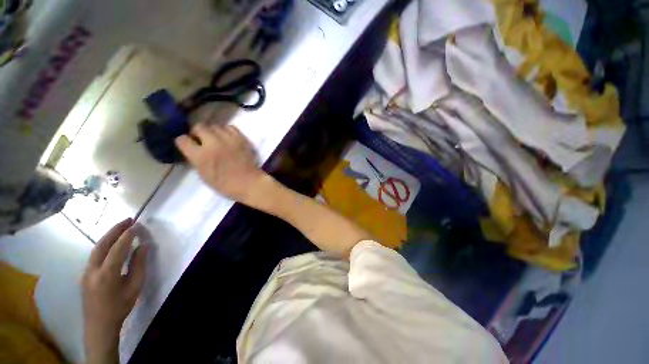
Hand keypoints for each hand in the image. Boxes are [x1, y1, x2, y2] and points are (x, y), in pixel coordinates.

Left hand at [82, 219, 148, 363]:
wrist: (99, 325)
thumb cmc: (120, 306)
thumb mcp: (134, 287)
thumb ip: (139, 265)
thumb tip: (144, 246)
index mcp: (107, 274)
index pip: (118, 248)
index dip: (128, 235)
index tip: (138, 225)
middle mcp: (92, 269)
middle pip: (102, 244)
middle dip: (115, 230)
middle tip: (128, 220)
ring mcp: (86, 272)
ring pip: (96, 248)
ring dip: (109, 236)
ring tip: (121, 227)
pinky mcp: (84, 274)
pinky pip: (94, 255)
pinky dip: (104, 245)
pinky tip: (111, 244)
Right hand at [175, 123, 267, 202]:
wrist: (250, 183)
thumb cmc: (226, 185)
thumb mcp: (204, 176)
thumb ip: (197, 160)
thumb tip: (194, 150)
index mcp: (201, 156)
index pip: (182, 139)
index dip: (184, 142)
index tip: (188, 145)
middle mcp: (213, 143)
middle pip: (199, 127)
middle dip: (197, 132)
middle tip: (202, 140)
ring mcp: (229, 139)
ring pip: (215, 126)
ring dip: (213, 132)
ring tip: (217, 139)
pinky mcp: (241, 138)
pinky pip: (231, 127)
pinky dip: (227, 131)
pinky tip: (228, 138)